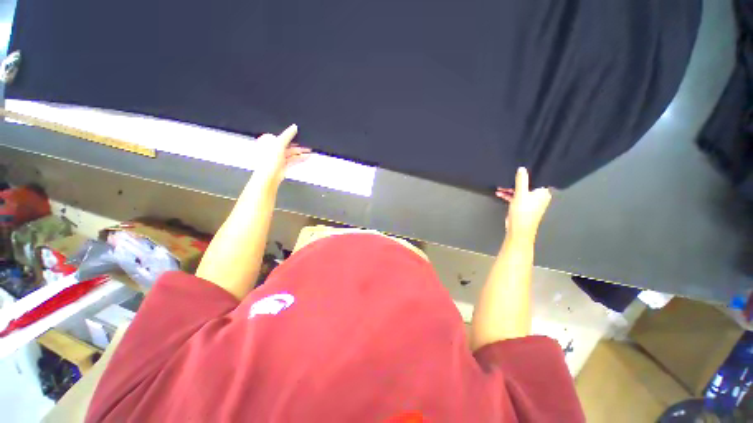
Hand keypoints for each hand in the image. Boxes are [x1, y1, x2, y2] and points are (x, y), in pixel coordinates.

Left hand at [252, 124, 310, 187]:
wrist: (269, 176)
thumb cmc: (269, 160)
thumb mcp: (279, 143)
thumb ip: (288, 135)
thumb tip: (294, 127)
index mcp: (268, 142)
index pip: (280, 136)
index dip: (289, 135)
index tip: (299, 134)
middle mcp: (272, 150)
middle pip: (287, 145)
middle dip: (297, 145)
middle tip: (306, 144)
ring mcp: (278, 159)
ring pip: (291, 153)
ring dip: (300, 152)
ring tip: (309, 151)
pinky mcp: (283, 166)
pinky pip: (293, 160)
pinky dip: (300, 159)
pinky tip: (307, 157)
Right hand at [495, 167, 551, 239]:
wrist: (519, 230)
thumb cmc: (523, 212)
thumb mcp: (520, 194)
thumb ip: (521, 181)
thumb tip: (522, 168)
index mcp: (542, 193)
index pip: (537, 179)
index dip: (529, 174)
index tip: (519, 169)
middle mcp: (538, 196)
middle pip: (527, 185)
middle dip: (515, 182)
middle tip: (505, 179)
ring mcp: (530, 202)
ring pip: (520, 192)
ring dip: (510, 189)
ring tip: (500, 186)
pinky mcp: (522, 207)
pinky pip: (516, 198)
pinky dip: (509, 195)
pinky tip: (499, 193)